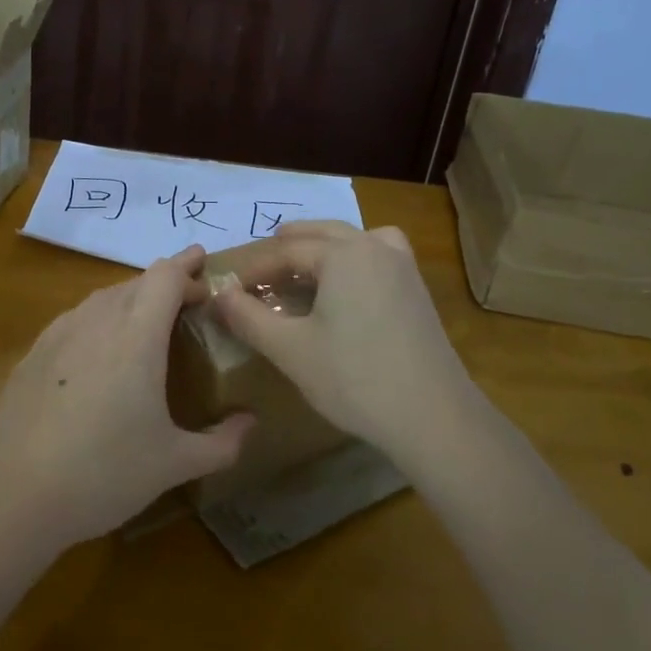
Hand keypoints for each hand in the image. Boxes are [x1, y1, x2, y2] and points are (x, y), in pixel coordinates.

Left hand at [0, 244, 255, 546]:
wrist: (14, 494)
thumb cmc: (104, 473)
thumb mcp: (173, 464)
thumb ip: (221, 443)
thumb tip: (251, 424)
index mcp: (136, 336)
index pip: (166, 276)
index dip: (188, 267)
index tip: (206, 269)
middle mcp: (97, 321)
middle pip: (136, 282)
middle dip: (165, 284)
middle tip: (187, 302)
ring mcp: (59, 334)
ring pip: (103, 298)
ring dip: (131, 300)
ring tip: (147, 325)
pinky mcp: (34, 353)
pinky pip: (76, 319)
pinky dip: (99, 320)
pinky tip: (99, 353)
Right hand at [209, 222, 476, 462]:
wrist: (432, 417)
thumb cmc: (354, 378)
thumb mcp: (290, 349)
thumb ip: (248, 316)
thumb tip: (218, 294)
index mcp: (343, 254)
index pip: (286, 250)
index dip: (254, 269)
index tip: (230, 290)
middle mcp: (375, 247)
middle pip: (322, 233)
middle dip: (286, 248)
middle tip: (260, 270)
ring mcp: (402, 267)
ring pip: (354, 239)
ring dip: (323, 247)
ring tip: (302, 267)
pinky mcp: (417, 291)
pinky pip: (377, 256)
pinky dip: (354, 258)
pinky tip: (347, 287)